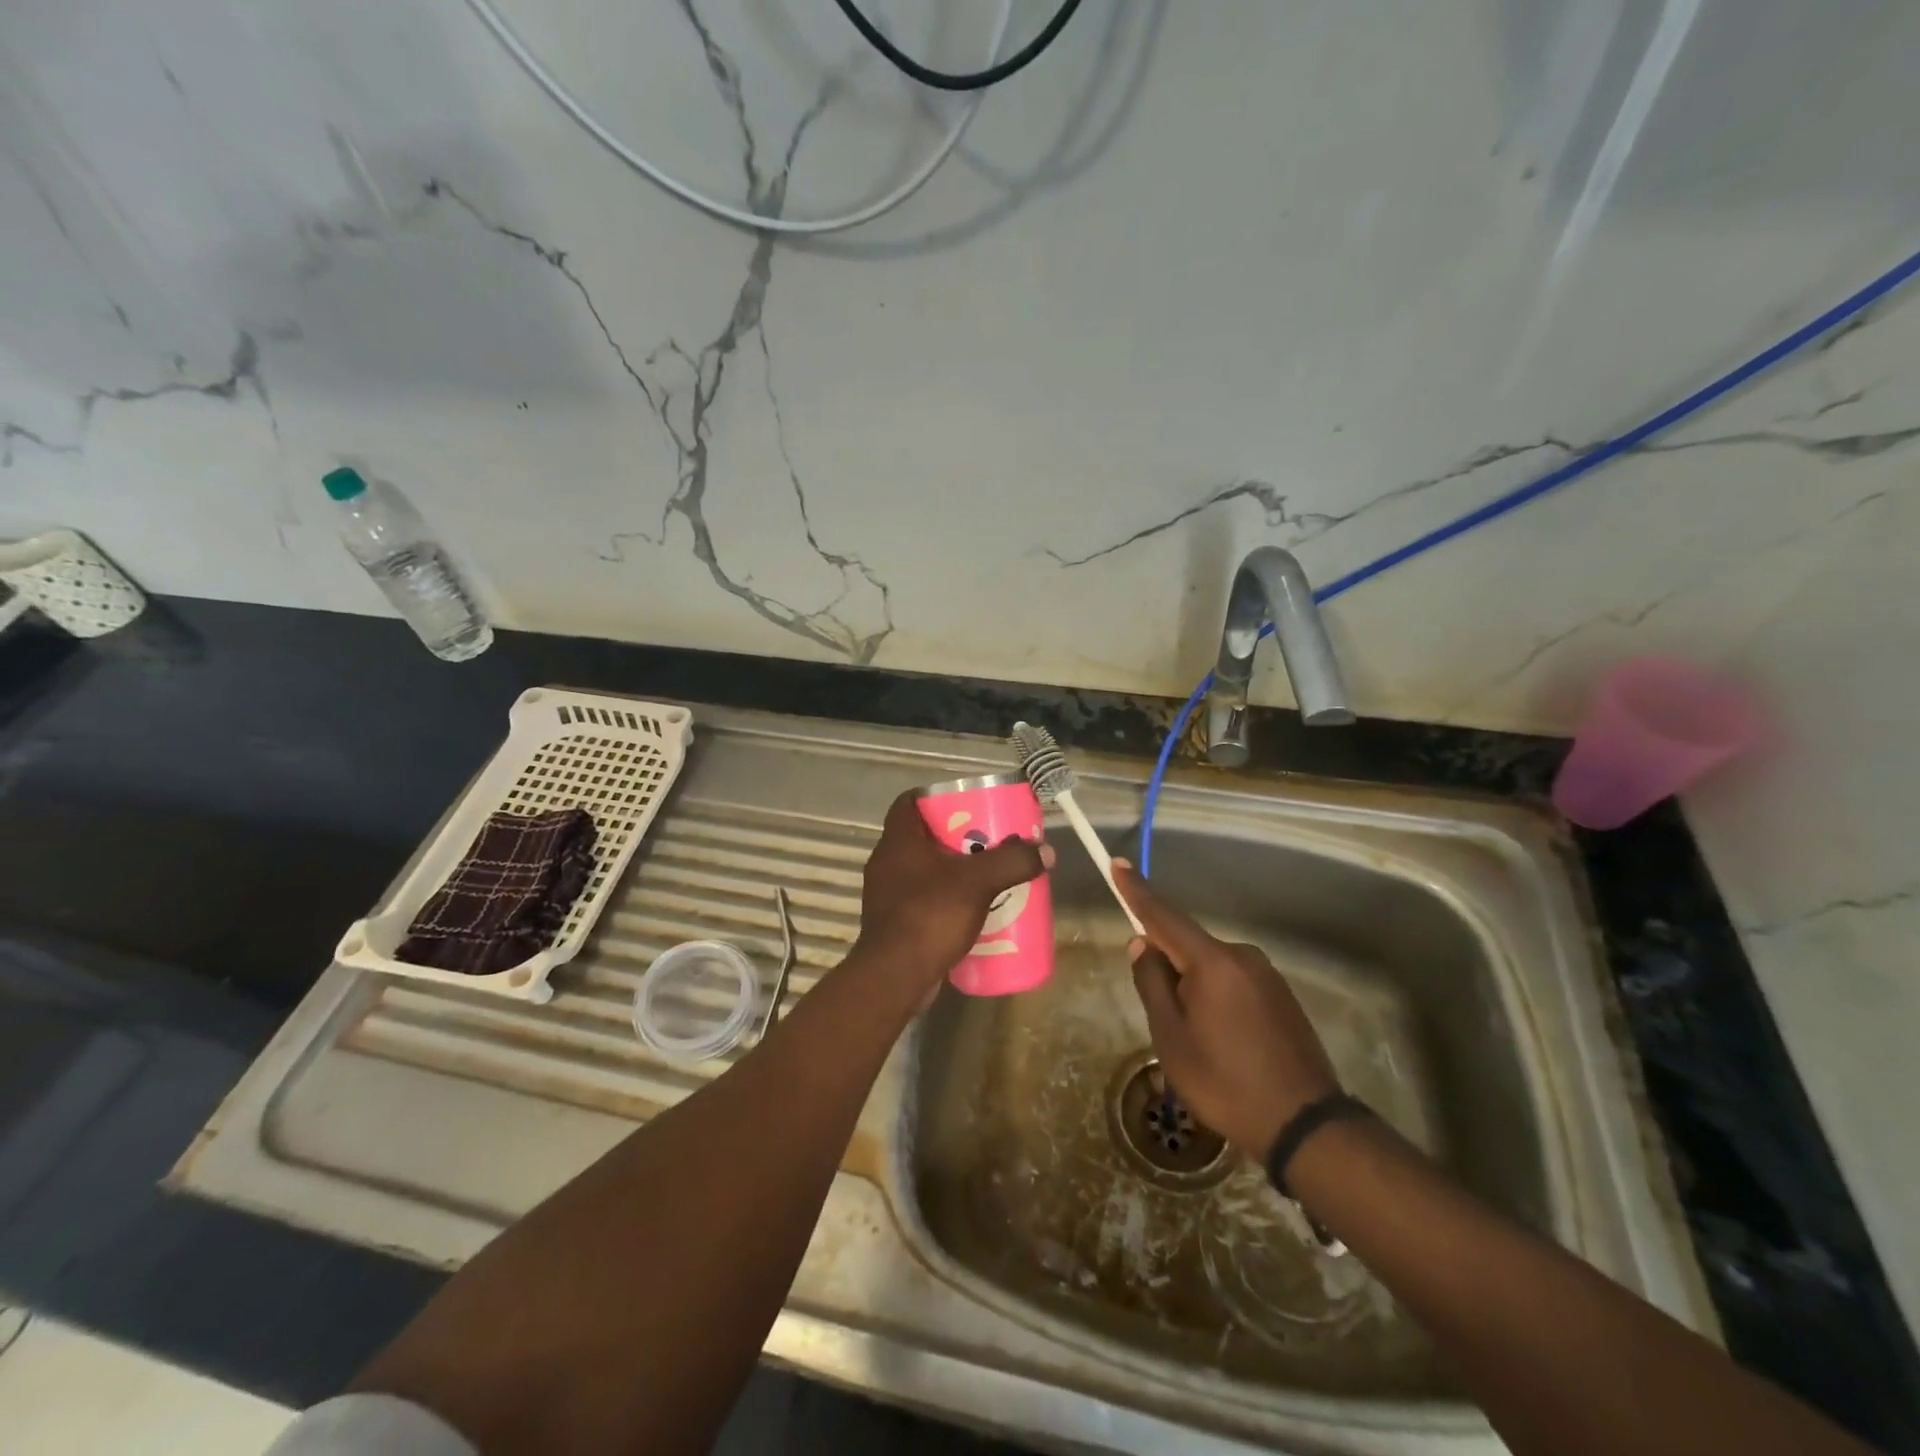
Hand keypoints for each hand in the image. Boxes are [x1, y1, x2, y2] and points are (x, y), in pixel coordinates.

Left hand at [852, 790, 1052, 1003]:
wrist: (894, 978)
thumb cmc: (930, 916)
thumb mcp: (978, 883)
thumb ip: (1012, 862)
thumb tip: (1046, 850)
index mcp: (898, 841)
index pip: (908, 802)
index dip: (936, 796)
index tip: (966, 802)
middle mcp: (887, 863)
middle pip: (922, 836)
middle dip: (956, 836)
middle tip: (987, 839)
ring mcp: (887, 895)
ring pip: (924, 870)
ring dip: (952, 870)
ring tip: (986, 874)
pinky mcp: (893, 923)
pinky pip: (923, 899)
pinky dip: (945, 899)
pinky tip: (971, 910)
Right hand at [1113, 860, 1340, 1159]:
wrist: (1304, 1125)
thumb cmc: (1225, 1082)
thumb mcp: (1172, 1037)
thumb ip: (1152, 983)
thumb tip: (1142, 944)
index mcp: (1212, 962)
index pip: (1164, 917)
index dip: (1136, 891)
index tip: (1117, 864)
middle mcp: (1242, 957)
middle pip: (1188, 946)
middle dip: (1167, 967)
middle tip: (1163, 1019)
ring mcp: (1267, 976)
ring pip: (1211, 968)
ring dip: (1193, 989)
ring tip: (1196, 1043)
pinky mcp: (1281, 997)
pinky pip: (1234, 983)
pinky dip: (1217, 1000)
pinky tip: (1222, 1043)